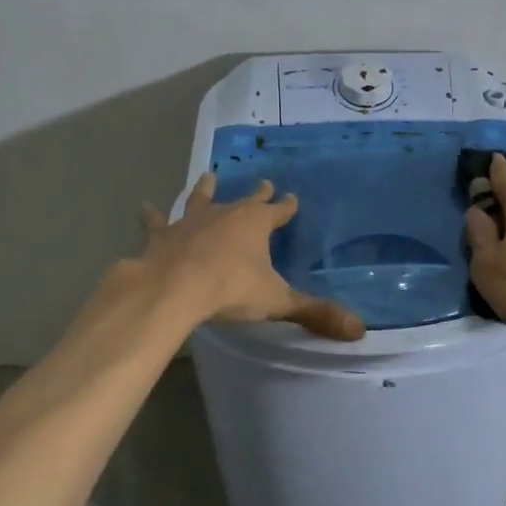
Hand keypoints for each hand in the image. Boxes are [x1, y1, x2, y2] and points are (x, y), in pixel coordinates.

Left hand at [137, 172, 365, 340]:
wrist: (173, 288)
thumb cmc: (230, 290)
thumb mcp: (277, 303)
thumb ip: (315, 313)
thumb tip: (359, 329)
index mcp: (255, 225)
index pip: (277, 211)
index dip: (286, 206)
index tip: (292, 198)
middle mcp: (225, 214)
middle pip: (244, 200)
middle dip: (256, 194)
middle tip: (263, 183)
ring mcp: (190, 222)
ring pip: (200, 199)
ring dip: (205, 189)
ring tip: (207, 176)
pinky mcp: (162, 235)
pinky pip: (157, 222)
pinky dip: (153, 217)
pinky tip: (146, 207)